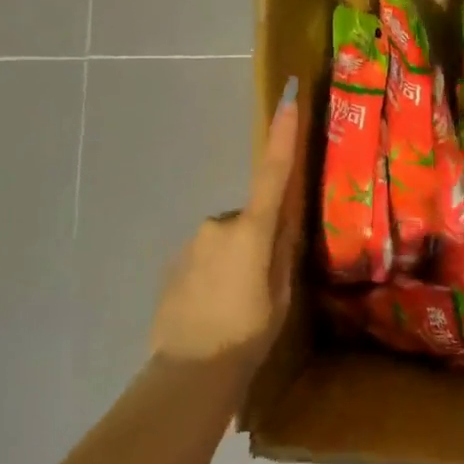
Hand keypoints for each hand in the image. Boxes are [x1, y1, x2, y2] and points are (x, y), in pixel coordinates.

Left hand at [148, 80, 301, 377]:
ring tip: (237, 303)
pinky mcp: (174, 263)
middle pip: (248, 219)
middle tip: (263, 282)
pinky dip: (215, 273)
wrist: (191, 370)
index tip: (289, 93)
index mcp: (251, 231)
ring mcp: (191, 244)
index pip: (274, 173)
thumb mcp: (280, 294)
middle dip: (257, 238)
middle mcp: (217, 225)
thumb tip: (284, 222)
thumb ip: (282, 252)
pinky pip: (205, 257)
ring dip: (235, 260)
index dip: (284, 133)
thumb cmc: (248, 333)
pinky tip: (216, 307)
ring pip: (225, 240)